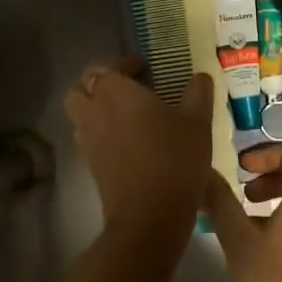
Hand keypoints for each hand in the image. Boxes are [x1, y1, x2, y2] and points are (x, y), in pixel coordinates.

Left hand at [64, 57, 214, 235]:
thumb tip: (201, 76)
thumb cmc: (175, 159)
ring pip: (80, 114)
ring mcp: (88, 141)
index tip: (144, 69)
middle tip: (127, 89)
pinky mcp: (90, 166)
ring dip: (96, 108)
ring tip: (126, 115)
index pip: (105, 67)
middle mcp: (95, 112)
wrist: (149, 217)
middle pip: (81, 88)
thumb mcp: (198, 123)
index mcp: (117, 93)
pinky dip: (101, 133)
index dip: (122, 64)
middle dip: (99, 84)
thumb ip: (198, 94)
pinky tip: (128, 142)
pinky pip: (88, 138)